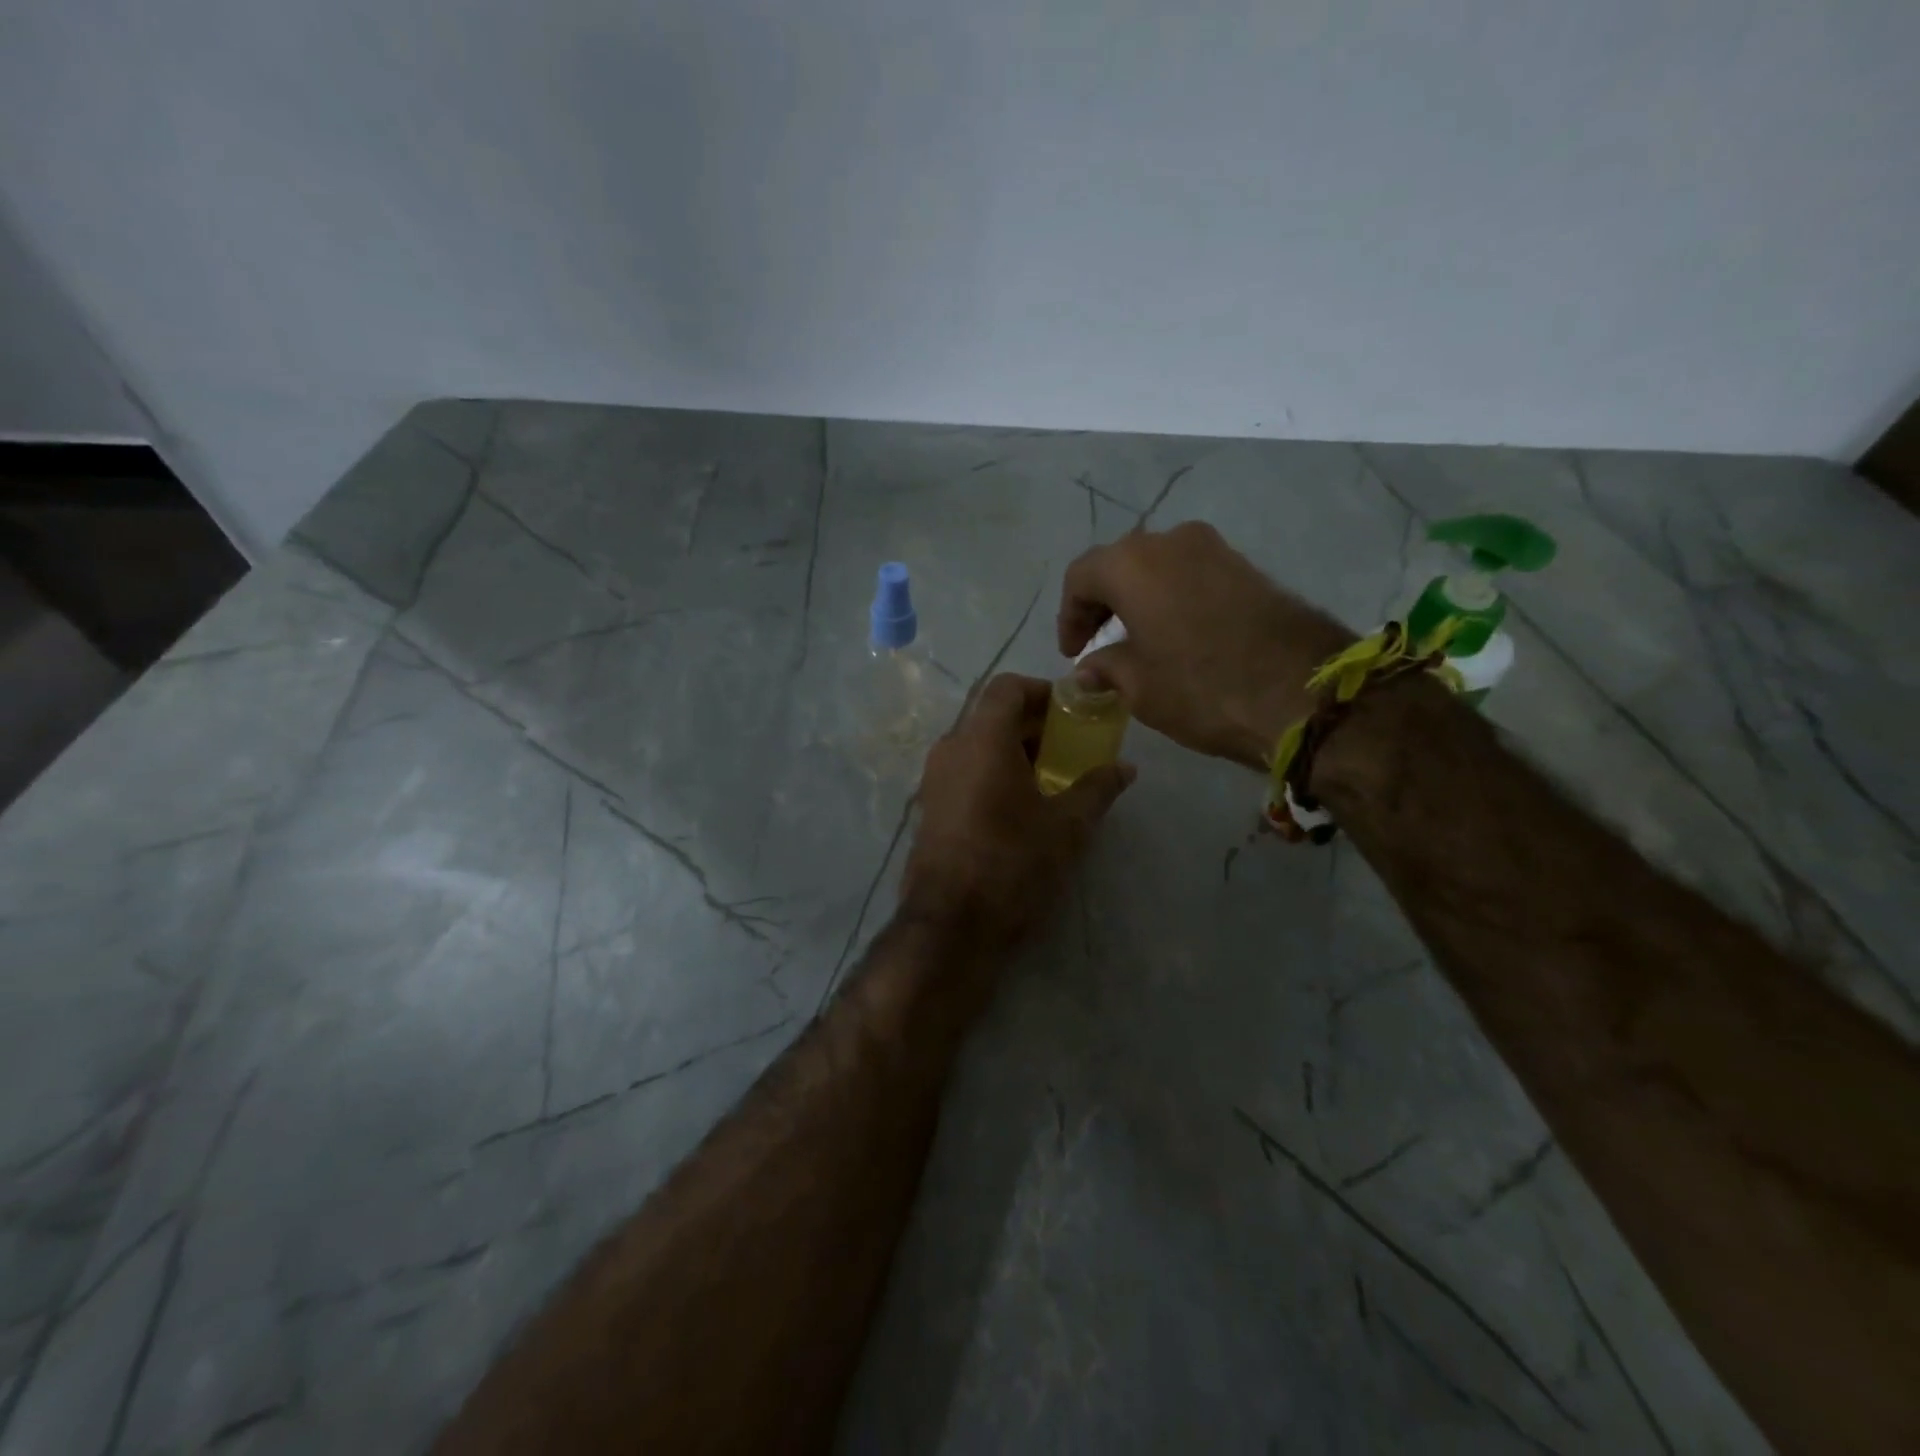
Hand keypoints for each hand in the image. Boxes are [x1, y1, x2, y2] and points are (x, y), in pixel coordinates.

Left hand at [901, 674, 1134, 952]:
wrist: (950, 925)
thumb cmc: (1012, 864)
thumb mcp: (1067, 827)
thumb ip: (1098, 789)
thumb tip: (1126, 768)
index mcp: (982, 739)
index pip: (1008, 686)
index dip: (1042, 691)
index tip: (1072, 714)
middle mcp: (951, 748)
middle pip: (992, 715)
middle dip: (1033, 725)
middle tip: (1070, 750)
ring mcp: (934, 779)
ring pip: (977, 745)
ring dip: (1013, 751)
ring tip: (1050, 780)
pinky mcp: (930, 808)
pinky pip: (965, 771)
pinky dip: (993, 773)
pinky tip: (1020, 808)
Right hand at [1057, 522, 1355, 769]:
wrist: (1301, 691)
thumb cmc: (1201, 687)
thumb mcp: (1139, 686)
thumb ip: (1106, 668)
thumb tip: (1089, 669)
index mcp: (1132, 564)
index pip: (1081, 578)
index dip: (1069, 616)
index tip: (1072, 653)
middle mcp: (1170, 541)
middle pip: (1119, 564)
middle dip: (1103, 603)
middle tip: (1097, 643)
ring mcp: (1214, 549)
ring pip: (1158, 566)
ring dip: (1139, 598)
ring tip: (1136, 640)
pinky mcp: (1246, 566)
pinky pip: (1192, 574)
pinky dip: (1172, 597)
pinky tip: (1176, 634)